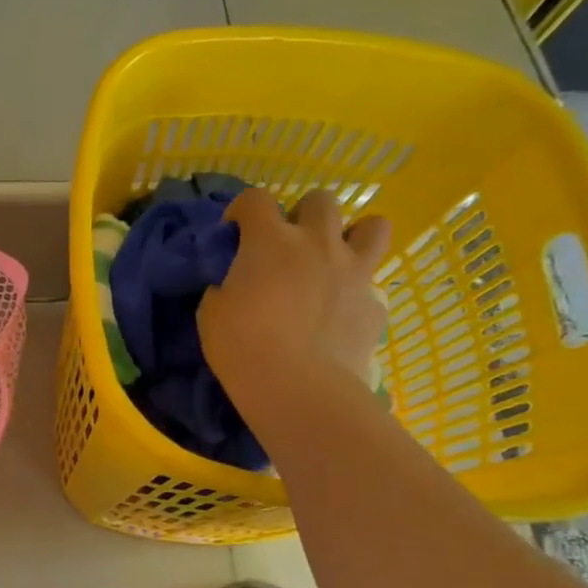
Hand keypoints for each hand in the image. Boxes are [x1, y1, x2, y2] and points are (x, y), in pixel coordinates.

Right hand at [197, 187, 389, 417]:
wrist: (298, 388)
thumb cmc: (242, 347)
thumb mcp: (211, 314)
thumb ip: (224, 288)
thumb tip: (232, 286)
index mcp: (270, 241)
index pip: (255, 199)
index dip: (242, 210)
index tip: (234, 231)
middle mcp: (317, 243)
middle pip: (321, 200)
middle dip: (303, 214)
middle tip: (289, 244)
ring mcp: (354, 271)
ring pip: (373, 226)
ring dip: (353, 236)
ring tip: (335, 259)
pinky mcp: (375, 303)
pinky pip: (373, 283)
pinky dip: (357, 290)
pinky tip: (341, 312)